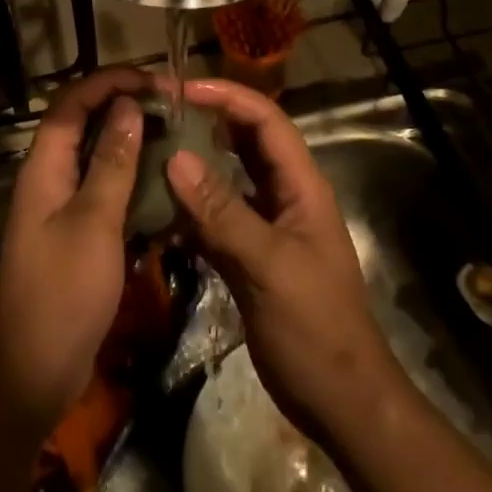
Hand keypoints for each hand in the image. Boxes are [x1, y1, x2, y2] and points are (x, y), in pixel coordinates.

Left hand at [0, 67, 150, 435]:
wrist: (32, 374)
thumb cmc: (62, 293)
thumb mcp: (93, 223)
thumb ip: (111, 163)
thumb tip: (127, 106)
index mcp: (43, 168)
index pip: (70, 104)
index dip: (107, 82)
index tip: (153, 79)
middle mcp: (48, 180)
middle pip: (81, 125)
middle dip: (121, 106)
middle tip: (170, 105)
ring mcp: (60, 210)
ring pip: (94, 158)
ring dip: (128, 142)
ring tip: (172, 134)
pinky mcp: (75, 237)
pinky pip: (103, 192)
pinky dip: (130, 180)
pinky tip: (162, 184)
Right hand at [165, 77, 408, 446]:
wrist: (341, 402)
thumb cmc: (315, 328)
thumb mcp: (269, 266)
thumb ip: (222, 212)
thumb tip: (175, 157)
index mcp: (301, 186)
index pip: (266, 121)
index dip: (228, 97)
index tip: (181, 89)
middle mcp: (284, 196)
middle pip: (245, 142)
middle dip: (207, 121)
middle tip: (158, 113)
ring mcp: (267, 226)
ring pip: (228, 178)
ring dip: (195, 163)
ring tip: (150, 148)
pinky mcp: (250, 255)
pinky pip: (217, 217)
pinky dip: (190, 208)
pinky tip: (157, 206)